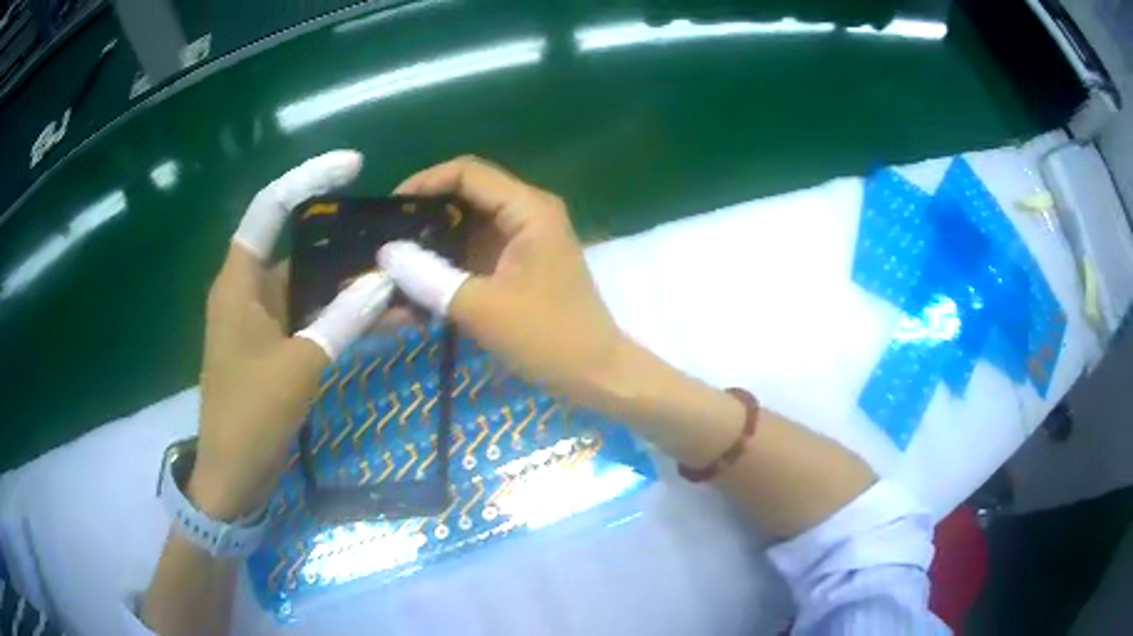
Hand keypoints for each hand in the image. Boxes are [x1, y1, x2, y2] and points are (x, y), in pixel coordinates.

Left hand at [191, 151, 394, 519]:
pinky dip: (345, 317)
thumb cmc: (250, 418)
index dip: (309, 180)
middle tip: (396, 235)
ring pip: (313, 287)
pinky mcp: (278, 347)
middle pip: (299, 246)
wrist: (233, 477)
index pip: (270, 209)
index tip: (353, 167)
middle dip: (346, 240)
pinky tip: (385, 320)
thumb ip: (341, 319)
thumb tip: (385, 278)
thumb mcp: (298, 367)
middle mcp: (250, 291)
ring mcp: (265, 321)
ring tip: (404, 282)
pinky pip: (315, 318)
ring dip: (353, 286)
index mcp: (239, 282)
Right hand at [378, 156, 626, 405]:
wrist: (596, 373)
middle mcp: (527, 212)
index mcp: (528, 209)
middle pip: (466, 195)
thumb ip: (429, 277)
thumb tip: (385, 253)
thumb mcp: (481, 307)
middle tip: (387, 236)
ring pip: (468, 224)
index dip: (425, 182)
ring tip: (396, 259)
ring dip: (434, 240)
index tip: (390, 208)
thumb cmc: (547, 337)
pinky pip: (476, 250)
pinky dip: (449, 261)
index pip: (467, 172)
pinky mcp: (519, 263)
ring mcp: (524, 238)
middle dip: (425, 213)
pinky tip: (421, 281)